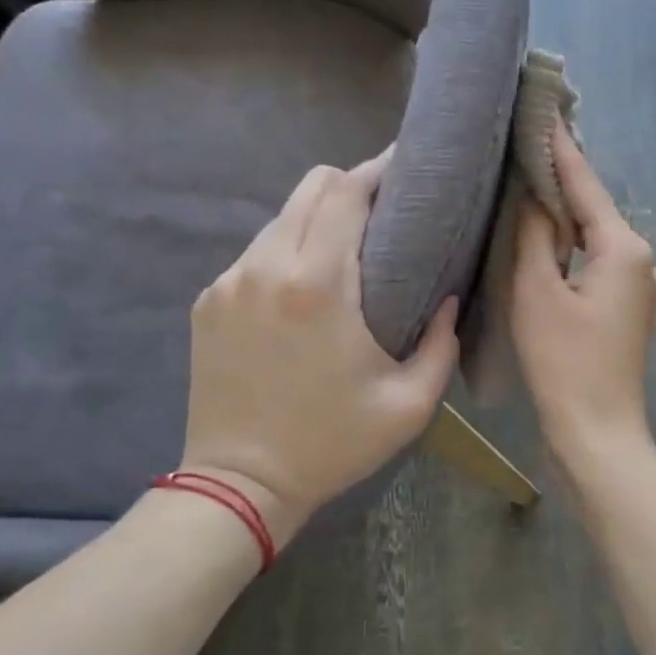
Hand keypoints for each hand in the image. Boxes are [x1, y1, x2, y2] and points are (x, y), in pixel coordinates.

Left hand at [180, 149, 458, 547]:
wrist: (239, 485)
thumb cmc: (332, 443)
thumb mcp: (410, 404)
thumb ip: (443, 343)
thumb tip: (448, 299)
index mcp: (318, 285)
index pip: (344, 192)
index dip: (376, 170)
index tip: (403, 169)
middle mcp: (267, 267)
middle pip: (310, 188)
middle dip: (348, 186)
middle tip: (382, 211)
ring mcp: (229, 282)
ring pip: (280, 219)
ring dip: (316, 221)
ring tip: (345, 252)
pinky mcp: (208, 302)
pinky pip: (255, 254)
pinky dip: (285, 254)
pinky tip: (302, 291)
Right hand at [510, 122, 655, 467]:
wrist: (598, 433)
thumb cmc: (565, 362)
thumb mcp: (538, 292)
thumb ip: (536, 236)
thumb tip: (536, 197)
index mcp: (623, 247)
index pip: (585, 184)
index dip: (560, 148)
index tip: (544, 110)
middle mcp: (641, 258)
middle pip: (594, 208)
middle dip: (561, 180)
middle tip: (526, 144)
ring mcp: (639, 286)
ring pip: (595, 237)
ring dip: (566, 215)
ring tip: (529, 184)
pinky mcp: (628, 309)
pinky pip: (597, 263)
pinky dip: (572, 248)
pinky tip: (547, 240)